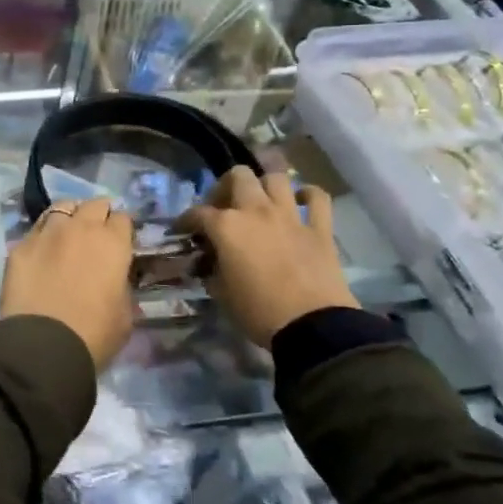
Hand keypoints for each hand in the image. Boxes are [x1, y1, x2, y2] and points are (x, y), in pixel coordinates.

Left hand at [1, 197, 135, 369]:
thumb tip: (114, 280)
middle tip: (96, 232)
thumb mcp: (125, 314)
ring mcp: (47, 232)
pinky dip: (43, 234)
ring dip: (69, 216)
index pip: (122, 219)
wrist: (44, 345)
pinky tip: (43, 249)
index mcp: (113, 243)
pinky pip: (36, 228)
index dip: (121, 229)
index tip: (119, 241)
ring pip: (62, 207)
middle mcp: (81, 228)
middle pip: (94, 204)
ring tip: (68, 232)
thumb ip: (121, 286)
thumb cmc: (94, 334)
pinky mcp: (21, 245)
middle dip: (98, 214)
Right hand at [175, 168, 357, 348]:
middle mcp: (256, 211)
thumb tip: (210, 264)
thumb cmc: (258, 312)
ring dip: (265, 185)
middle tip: (224, 206)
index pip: (198, 213)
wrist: (311, 327)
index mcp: (227, 227)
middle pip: (238, 176)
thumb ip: (212, 270)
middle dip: (226, 186)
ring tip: (261, 202)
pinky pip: (317, 198)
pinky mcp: (320, 229)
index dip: (186, 221)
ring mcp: (290, 216)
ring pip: (277, 178)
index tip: (182, 230)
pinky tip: (301, 202)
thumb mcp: (222, 293)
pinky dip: (308, 195)